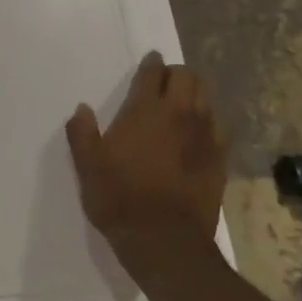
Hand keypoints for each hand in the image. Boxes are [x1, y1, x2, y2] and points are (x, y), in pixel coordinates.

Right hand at [66, 52, 226, 276]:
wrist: (164, 239)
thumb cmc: (118, 197)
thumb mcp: (87, 165)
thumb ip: (82, 133)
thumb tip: (82, 110)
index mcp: (145, 111)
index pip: (153, 74)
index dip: (151, 64)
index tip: (150, 62)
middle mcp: (179, 116)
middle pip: (188, 78)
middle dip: (176, 74)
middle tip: (163, 82)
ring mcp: (204, 138)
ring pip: (207, 100)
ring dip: (194, 95)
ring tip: (181, 104)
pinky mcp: (220, 160)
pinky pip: (217, 129)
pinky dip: (207, 123)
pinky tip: (196, 135)